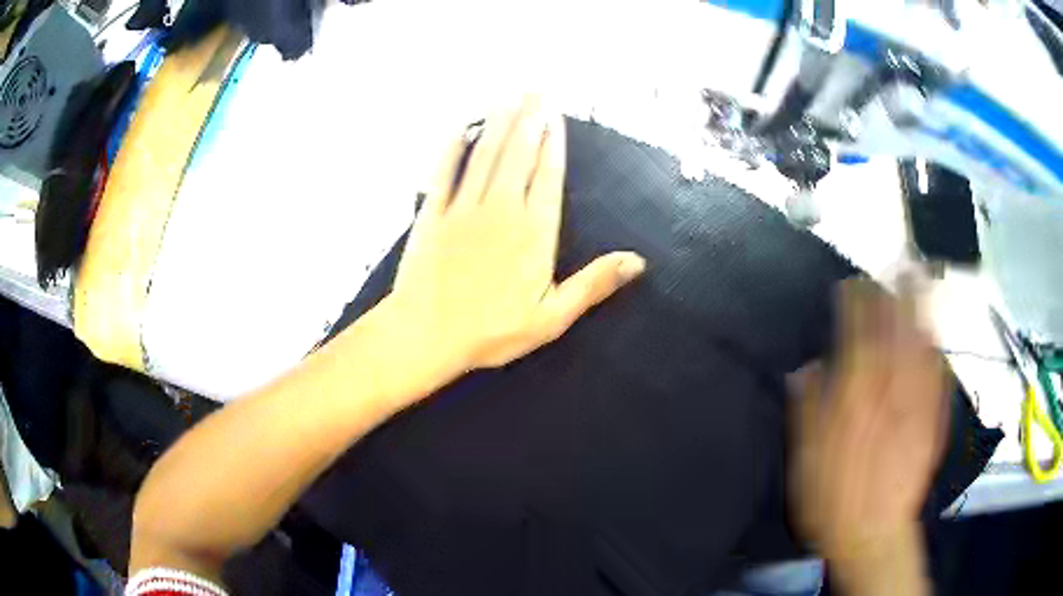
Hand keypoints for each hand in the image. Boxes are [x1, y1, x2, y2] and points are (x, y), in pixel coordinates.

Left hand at [385, 95, 644, 385]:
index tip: (555, 116)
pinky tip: (461, 128)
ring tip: (510, 98)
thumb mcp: (552, 317)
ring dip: (499, 123)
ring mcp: (463, 208)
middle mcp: (501, 209)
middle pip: (519, 154)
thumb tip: (638, 261)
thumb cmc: (491, 332)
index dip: (553, 143)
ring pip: (485, 155)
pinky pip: (444, 172)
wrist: (427, 335)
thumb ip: (593, 284)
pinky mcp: (433, 214)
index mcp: (533, 233)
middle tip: (537, 90)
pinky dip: (453, 148)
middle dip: (529, 120)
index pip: (548, 176)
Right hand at [789, 279, 948, 564]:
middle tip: (896, 263)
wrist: (874, 533)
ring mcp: (917, 402)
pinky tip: (935, 334)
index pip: (857, 332)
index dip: (855, 301)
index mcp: (856, 395)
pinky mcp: (933, 418)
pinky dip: (936, 347)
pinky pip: (938, 374)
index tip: (851, 282)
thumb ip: (808, 407)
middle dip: (895, 292)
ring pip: (921, 343)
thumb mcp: (806, 457)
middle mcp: (890, 389)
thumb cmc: (833, 499)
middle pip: (896, 327)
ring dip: (921, 309)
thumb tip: (806, 368)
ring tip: (920, 281)